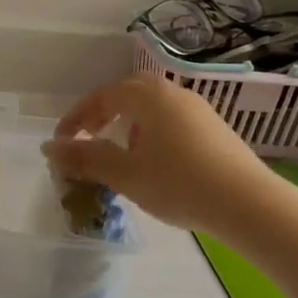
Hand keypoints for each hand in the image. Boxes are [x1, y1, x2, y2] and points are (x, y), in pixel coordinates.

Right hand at [41, 76, 275, 233]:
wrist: (248, 204)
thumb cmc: (179, 183)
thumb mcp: (125, 174)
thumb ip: (85, 158)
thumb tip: (50, 149)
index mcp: (149, 96)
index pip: (103, 96)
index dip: (77, 117)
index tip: (62, 141)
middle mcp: (174, 93)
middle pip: (128, 94)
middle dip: (103, 115)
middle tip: (88, 138)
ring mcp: (198, 110)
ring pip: (152, 108)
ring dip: (128, 124)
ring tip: (119, 154)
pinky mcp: (214, 129)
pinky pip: (171, 121)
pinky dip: (151, 133)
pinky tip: (154, 163)